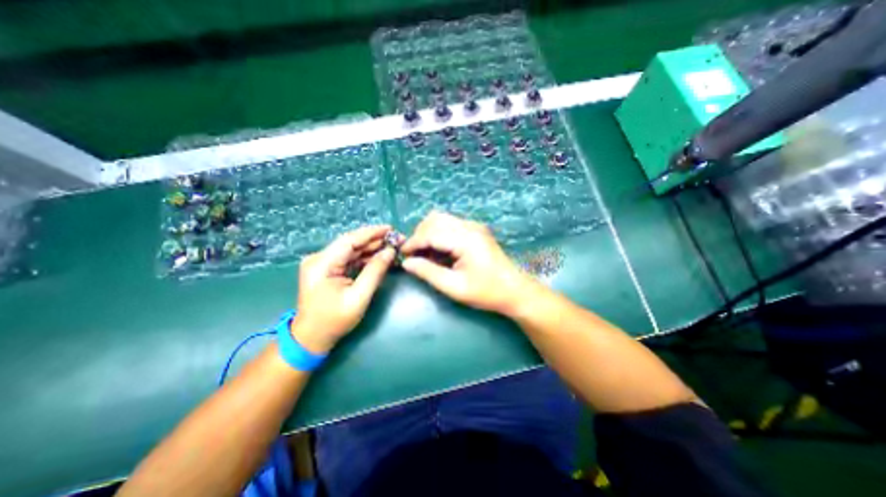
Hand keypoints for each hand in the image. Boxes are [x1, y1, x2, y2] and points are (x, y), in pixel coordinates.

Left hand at [291, 225, 393, 353]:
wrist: (311, 338)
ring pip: (351, 250)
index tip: (391, 229)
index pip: (349, 240)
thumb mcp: (359, 297)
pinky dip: (364, 258)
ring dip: (371, 248)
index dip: (371, 233)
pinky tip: (379, 257)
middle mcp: (319, 258)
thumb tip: (390, 251)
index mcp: (322, 264)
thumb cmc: (334, 320)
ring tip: (391, 247)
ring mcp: (322, 263)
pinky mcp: (327, 269)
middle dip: (374, 240)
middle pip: (351, 243)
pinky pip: (349, 258)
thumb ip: (375, 272)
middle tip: (396, 239)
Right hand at [402, 212, 539, 315]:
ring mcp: (474, 226)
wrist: (515, 290)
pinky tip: (439, 251)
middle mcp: (470, 226)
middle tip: (414, 255)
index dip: (413, 242)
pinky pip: (451, 225)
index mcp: (466, 239)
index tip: (402, 255)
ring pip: (442, 219)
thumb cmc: (486, 292)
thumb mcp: (454, 287)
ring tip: (425, 254)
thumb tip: (406, 263)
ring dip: (429, 233)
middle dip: (419, 235)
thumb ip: (428, 272)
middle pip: (435, 219)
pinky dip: (439, 234)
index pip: (431, 232)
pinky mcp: (476, 230)